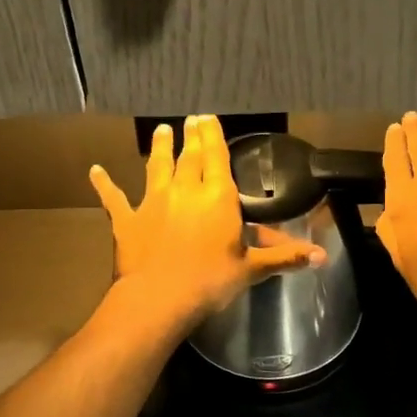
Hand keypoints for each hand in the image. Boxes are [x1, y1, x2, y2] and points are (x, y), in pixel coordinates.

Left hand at [90, 115, 326, 327]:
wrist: (158, 299)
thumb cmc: (210, 282)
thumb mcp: (251, 270)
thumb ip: (284, 258)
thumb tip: (322, 257)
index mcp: (217, 198)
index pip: (216, 157)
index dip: (212, 135)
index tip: (207, 117)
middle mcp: (184, 190)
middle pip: (189, 156)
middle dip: (191, 136)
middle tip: (190, 119)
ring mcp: (153, 202)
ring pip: (156, 167)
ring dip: (159, 148)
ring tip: (160, 130)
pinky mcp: (127, 220)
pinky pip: (114, 198)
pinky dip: (104, 184)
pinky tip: (95, 171)